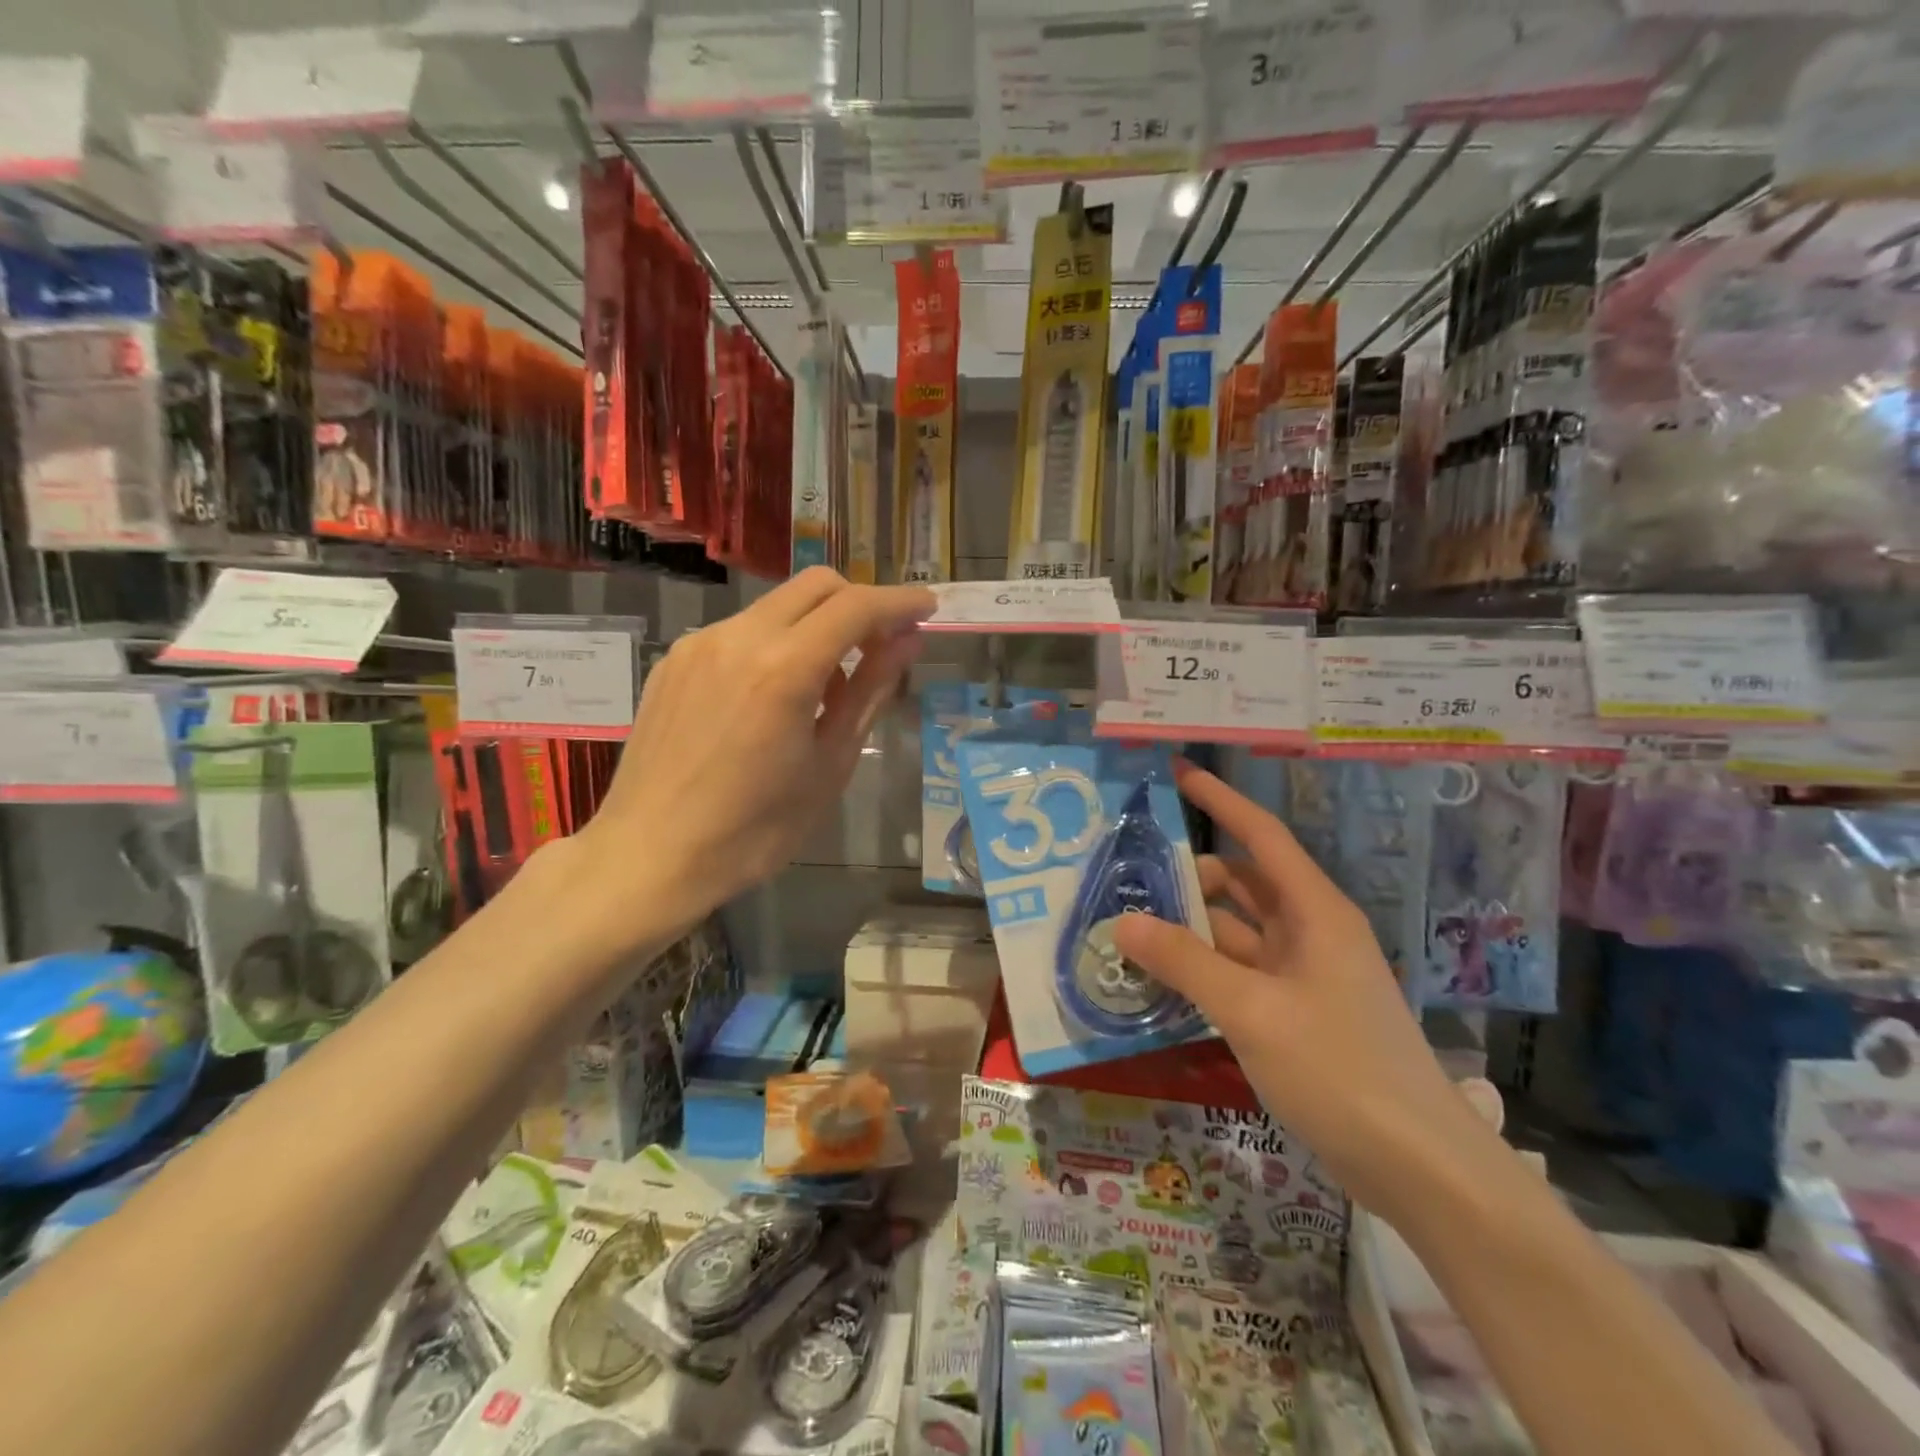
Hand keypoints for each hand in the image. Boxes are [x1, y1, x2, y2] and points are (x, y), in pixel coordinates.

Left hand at [576, 568, 933, 938]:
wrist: (650, 856)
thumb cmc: (755, 830)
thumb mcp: (829, 765)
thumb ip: (868, 693)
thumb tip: (906, 644)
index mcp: (784, 668)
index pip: (856, 607)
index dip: (899, 602)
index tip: (927, 609)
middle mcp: (738, 637)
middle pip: (815, 586)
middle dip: (860, 602)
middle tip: (883, 644)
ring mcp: (699, 645)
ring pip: (775, 607)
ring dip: (816, 626)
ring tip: (826, 688)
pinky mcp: (673, 661)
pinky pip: (739, 632)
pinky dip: (775, 644)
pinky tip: (773, 698)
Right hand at [1113, 760, 1491, 1220]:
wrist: (1418, 1168)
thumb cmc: (1341, 1069)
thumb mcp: (1253, 1011)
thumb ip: (1185, 963)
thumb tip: (1123, 922)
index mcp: (1314, 912)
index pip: (1261, 835)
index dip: (1220, 800)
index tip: (1177, 773)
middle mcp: (1309, 932)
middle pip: (1241, 884)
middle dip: (1188, 876)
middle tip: (1125, 878)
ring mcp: (1302, 976)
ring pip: (1234, 932)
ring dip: (1188, 929)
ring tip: (1127, 928)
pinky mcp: (1294, 1014)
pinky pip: (1237, 973)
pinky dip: (1201, 970)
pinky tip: (1159, 979)